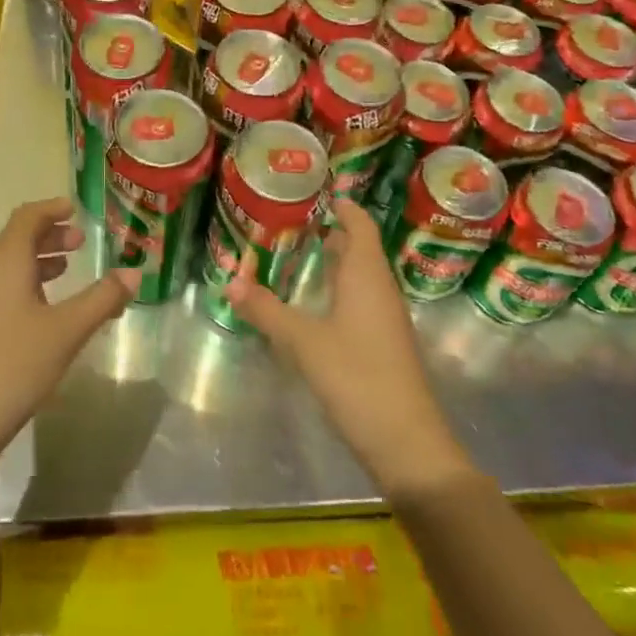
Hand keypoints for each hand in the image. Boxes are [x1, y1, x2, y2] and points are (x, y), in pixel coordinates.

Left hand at [0, 198, 137, 466]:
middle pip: (17, 240)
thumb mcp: (66, 332)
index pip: (28, 217)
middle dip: (49, 236)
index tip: (76, 209)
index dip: (52, 209)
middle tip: (80, 242)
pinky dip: (25, 286)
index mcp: (5, 261)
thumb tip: (134, 273)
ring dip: (37, 263)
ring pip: (7, 267)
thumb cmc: (12, 366)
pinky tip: (43, 314)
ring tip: (67, 272)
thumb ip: (101, 299)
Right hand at [226, 199, 471, 495]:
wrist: (407, 442)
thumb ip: (267, 310)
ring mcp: (386, 316)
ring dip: (333, 263)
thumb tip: (229, 281)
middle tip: (291, 223)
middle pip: (359, 246)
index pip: (360, 223)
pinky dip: (338, 289)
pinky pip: (360, 299)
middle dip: (329, 232)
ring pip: (360, 275)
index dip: (341, 205)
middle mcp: (380, 287)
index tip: (312, 193)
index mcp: (367, 273)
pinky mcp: (384, 342)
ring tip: (295, 256)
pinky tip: (313, 304)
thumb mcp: (304, 342)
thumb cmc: (357, 376)